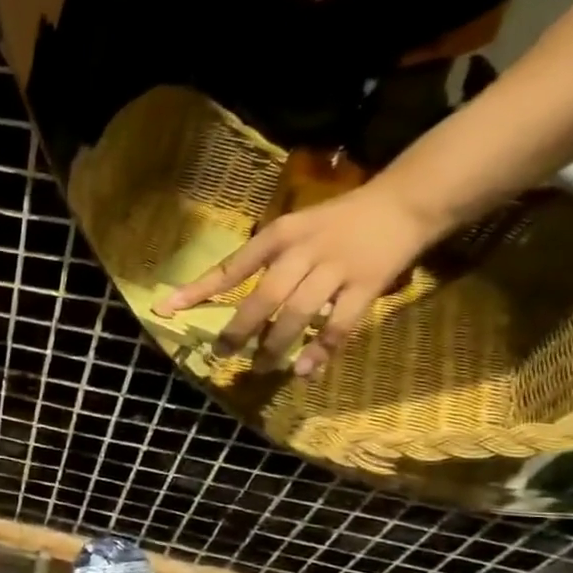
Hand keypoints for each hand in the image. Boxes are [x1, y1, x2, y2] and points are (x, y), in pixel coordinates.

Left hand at [154, 186, 445, 376]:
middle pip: (264, 296)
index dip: (198, 289)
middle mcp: (303, 251)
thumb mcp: (292, 229)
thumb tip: (215, 293)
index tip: (167, 309)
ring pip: (298, 313)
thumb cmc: (338, 221)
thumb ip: (260, 260)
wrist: (405, 201)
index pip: (231, 266)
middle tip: (222, 353)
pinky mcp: (367, 285)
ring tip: (258, 366)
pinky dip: (321, 349)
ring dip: (275, 344)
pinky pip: (340, 324)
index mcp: (279, 235)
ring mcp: (337, 268)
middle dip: (239, 329)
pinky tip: (305, 371)